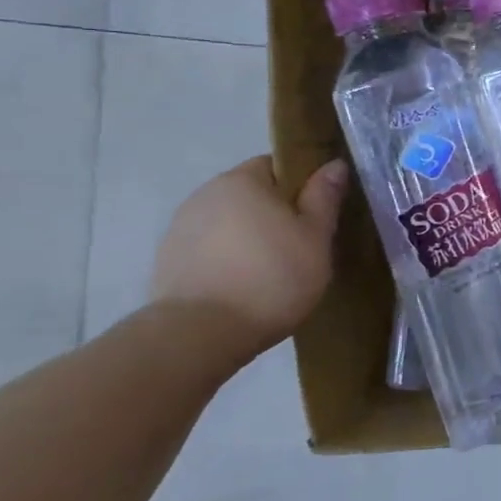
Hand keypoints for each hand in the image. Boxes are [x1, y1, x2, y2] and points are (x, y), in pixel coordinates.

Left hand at [150, 156, 347, 354]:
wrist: (199, 335)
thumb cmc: (271, 277)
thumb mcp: (315, 236)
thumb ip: (324, 197)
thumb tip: (334, 164)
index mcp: (241, 181)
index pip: (276, 166)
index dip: (301, 186)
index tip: (317, 214)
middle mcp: (205, 195)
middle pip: (251, 195)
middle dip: (274, 213)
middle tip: (301, 245)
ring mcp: (179, 230)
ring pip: (229, 224)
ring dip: (249, 238)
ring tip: (272, 272)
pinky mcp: (167, 263)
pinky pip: (210, 250)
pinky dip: (228, 260)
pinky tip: (244, 287)